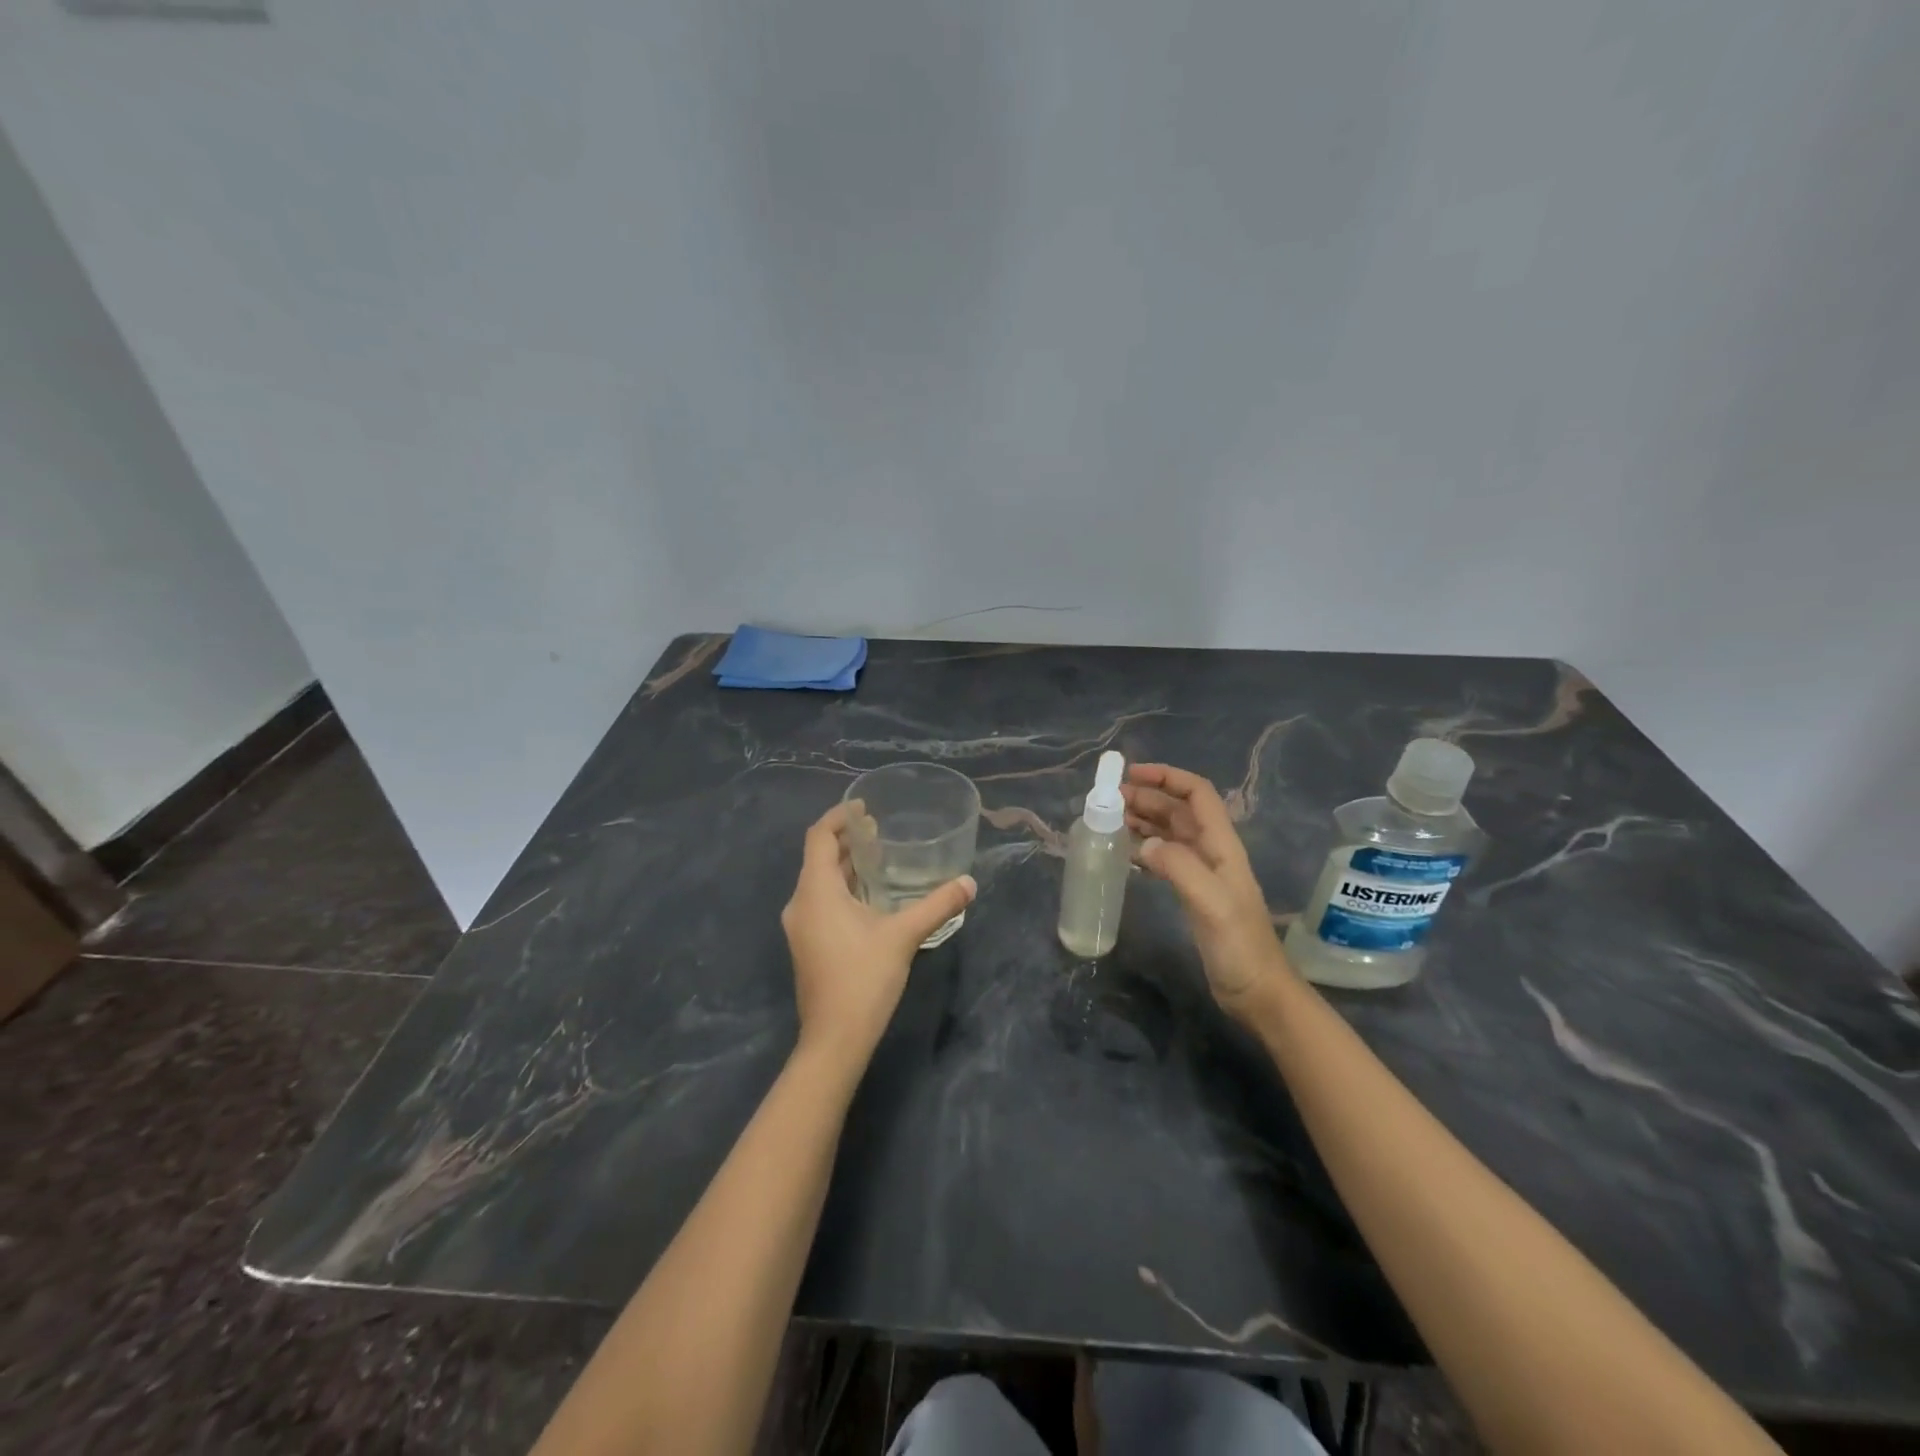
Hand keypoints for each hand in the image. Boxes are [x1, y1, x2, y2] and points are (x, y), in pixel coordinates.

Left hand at [781, 802, 975, 1072]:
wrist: (834, 1039)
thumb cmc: (864, 979)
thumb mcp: (904, 936)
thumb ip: (937, 905)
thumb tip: (969, 883)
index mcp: (816, 891)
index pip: (819, 837)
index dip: (839, 817)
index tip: (865, 807)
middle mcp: (801, 903)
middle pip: (819, 857)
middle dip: (847, 839)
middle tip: (880, 829)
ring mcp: (800, 926)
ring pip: (820, 881)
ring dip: (846, 864)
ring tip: (879, 855)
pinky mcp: (807, 944)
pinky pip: (821, 900)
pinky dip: (842, 887)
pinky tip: (870, 895)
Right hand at [1123, 763, 1289, 1017]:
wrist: (1257, 991)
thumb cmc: (1239, 946)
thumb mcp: (1211, 902)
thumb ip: (1179, 867)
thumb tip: (1143, 843)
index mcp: (1221, 845)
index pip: (1196, 794)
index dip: (1166, 777)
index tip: (1129, 775)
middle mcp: (1211, 851)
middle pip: (1177, 809)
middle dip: (1146, 797)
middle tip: (1108, 800)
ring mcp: (1202, 872)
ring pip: (1169, 831)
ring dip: (1142, 819)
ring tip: (1110, 820)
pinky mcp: (1192, 892)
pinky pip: (1164, 857)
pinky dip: (1144, 847)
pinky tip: (1125, 852)